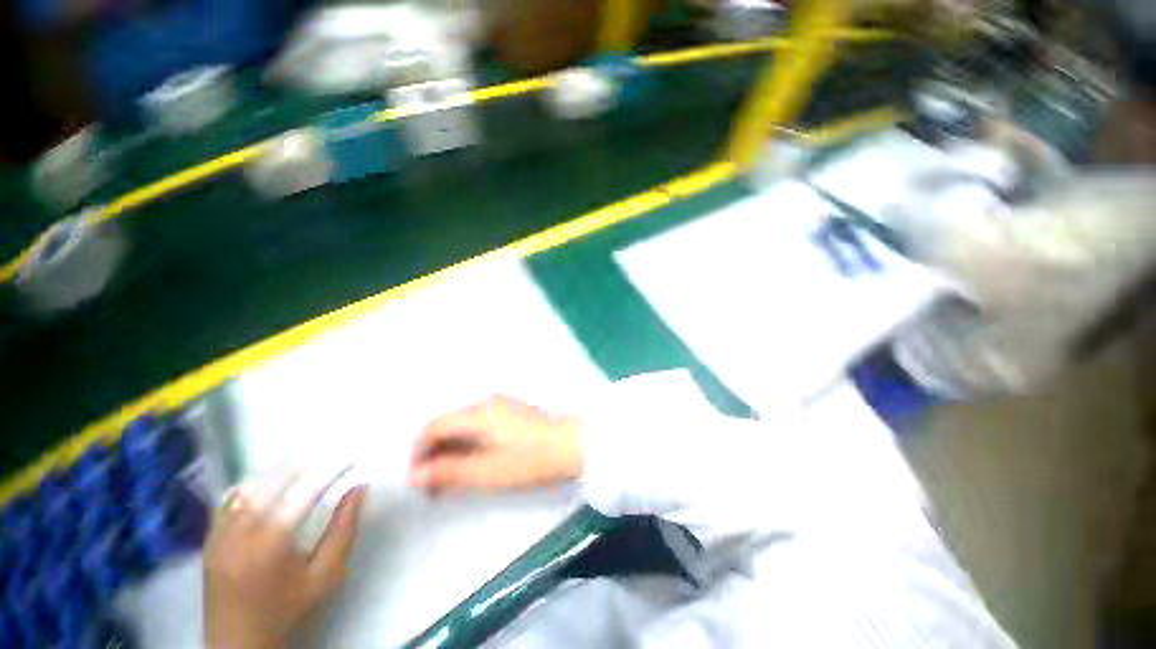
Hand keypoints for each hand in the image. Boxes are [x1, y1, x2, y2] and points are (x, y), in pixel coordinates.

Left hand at [204, 470, 366, 648]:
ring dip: (276, 472)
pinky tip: (264, 483)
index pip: (306, 490)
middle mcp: (241, 531)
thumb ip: (344, 529)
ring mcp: (220, 534)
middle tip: (329, 458)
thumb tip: (361, 488)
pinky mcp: (209, 540)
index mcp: (273, 541)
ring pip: (248, 486)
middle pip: (273, 481)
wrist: (240, 645)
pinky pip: (228, 501)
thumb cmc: (290, 610)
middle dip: (304, 464)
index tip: (352, 459)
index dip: (331, 470)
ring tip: (302, 464)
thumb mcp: (327, 575)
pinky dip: (249, 486)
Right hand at [409, 395, 584, 493]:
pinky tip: (473, 463)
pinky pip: (478, 425)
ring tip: (451, 480)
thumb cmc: (530, 460)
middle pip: (447, 424)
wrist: (571, 444)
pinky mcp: (510, 412)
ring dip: (450, 450)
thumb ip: (449, 472)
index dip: (418, 451)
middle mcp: (485, 402)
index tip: (417, 479)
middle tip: (433, 485)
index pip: (433, 426)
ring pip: (462, 425)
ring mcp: (500, 405)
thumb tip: (415, 475)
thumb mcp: (488, 472)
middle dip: (433, 453)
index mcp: (477, 413)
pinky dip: (468, 443)